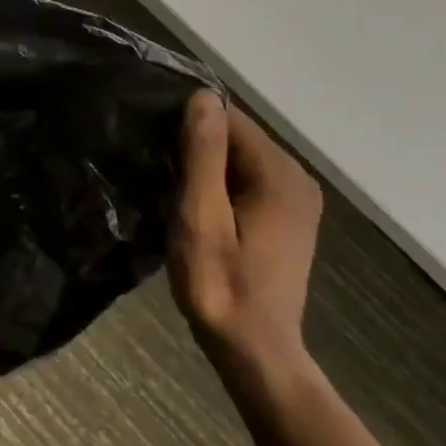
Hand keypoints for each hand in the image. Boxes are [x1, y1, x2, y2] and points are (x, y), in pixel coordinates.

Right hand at [168, 89, 322, 385]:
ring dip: (203, 165)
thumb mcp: (201, 216)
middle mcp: (296, 177)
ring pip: (239, 159)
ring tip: (164, 182)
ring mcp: (295, 199)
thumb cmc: (220, 283)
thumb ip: (203, 155)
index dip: (186, 122)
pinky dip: (218, 184)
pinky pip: (246, 180)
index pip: (229, 118)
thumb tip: (203, 96)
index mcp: (279, 172)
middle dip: (194, 143)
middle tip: (151, 163)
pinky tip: (192, 203)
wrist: (253, 349)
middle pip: (236, 137)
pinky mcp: (286, 218)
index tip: (149, 138)